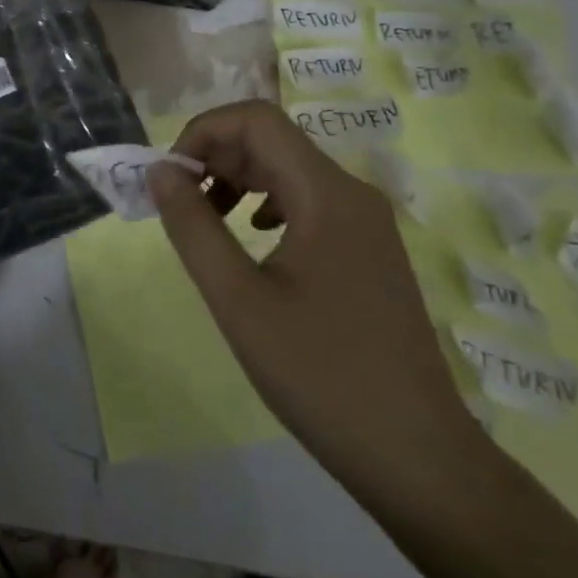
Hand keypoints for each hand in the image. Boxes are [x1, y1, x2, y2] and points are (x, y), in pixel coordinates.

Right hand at [147, 100, 481, 496]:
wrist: (417, 457)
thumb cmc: (321, 373)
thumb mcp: (238, 299)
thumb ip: (192, 226)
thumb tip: (160, 171)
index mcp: (327, 194)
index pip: (255, 120)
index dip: (202, 131)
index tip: (169, 176)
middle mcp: (352, 194)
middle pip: (271, 141)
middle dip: (214, 157)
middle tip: (176, 201)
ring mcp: (366, 224)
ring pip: (288, 170)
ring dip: (237, 180)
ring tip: (204, 220)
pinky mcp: (368, 251)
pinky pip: (306, 202)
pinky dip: (264, 204)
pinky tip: (249, 241)